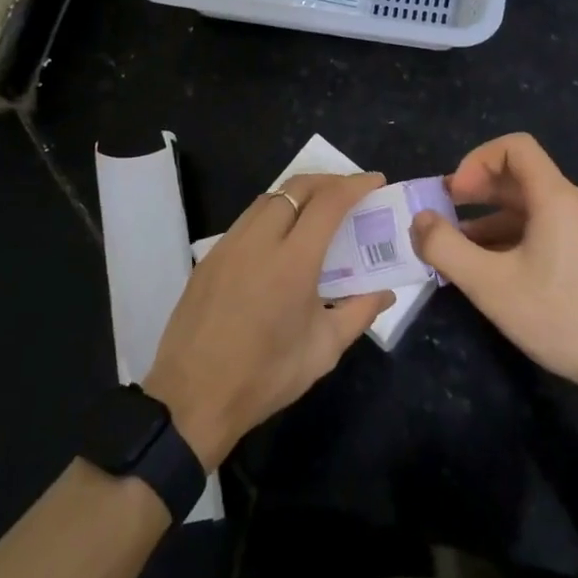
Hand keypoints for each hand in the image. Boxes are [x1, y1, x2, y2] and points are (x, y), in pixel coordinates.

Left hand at [145, 172, 392, 470]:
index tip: (375, 181)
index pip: (328, 203)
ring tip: (319, 210)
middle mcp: (259, 240)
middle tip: (350, 192)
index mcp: (292, 262)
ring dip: (298, 194)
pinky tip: (282, 237)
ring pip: (269, 198)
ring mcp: (229, 244)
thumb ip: (359, 313)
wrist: (192, 396)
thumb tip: (386, 292)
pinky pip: (247, 219)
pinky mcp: (210, 256)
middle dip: (328, 181)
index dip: (355, 185)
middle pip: (296, 187)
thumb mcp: (323, 351)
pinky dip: (273, 213)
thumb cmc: (265, 376)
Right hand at [411, 133, 577, 402]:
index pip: (515, 147)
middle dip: (480, 193)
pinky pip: (557, 226)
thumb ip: (445, 247)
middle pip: (524, 177)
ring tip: (467, 251)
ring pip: (539, 206)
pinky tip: (504, 268)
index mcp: (560, 197)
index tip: (454, 194)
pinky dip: (524, 236)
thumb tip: (420, 220)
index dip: (476, 161)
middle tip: (447, 217)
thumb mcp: (490, 285)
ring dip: (498, 220)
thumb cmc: (563, 318)